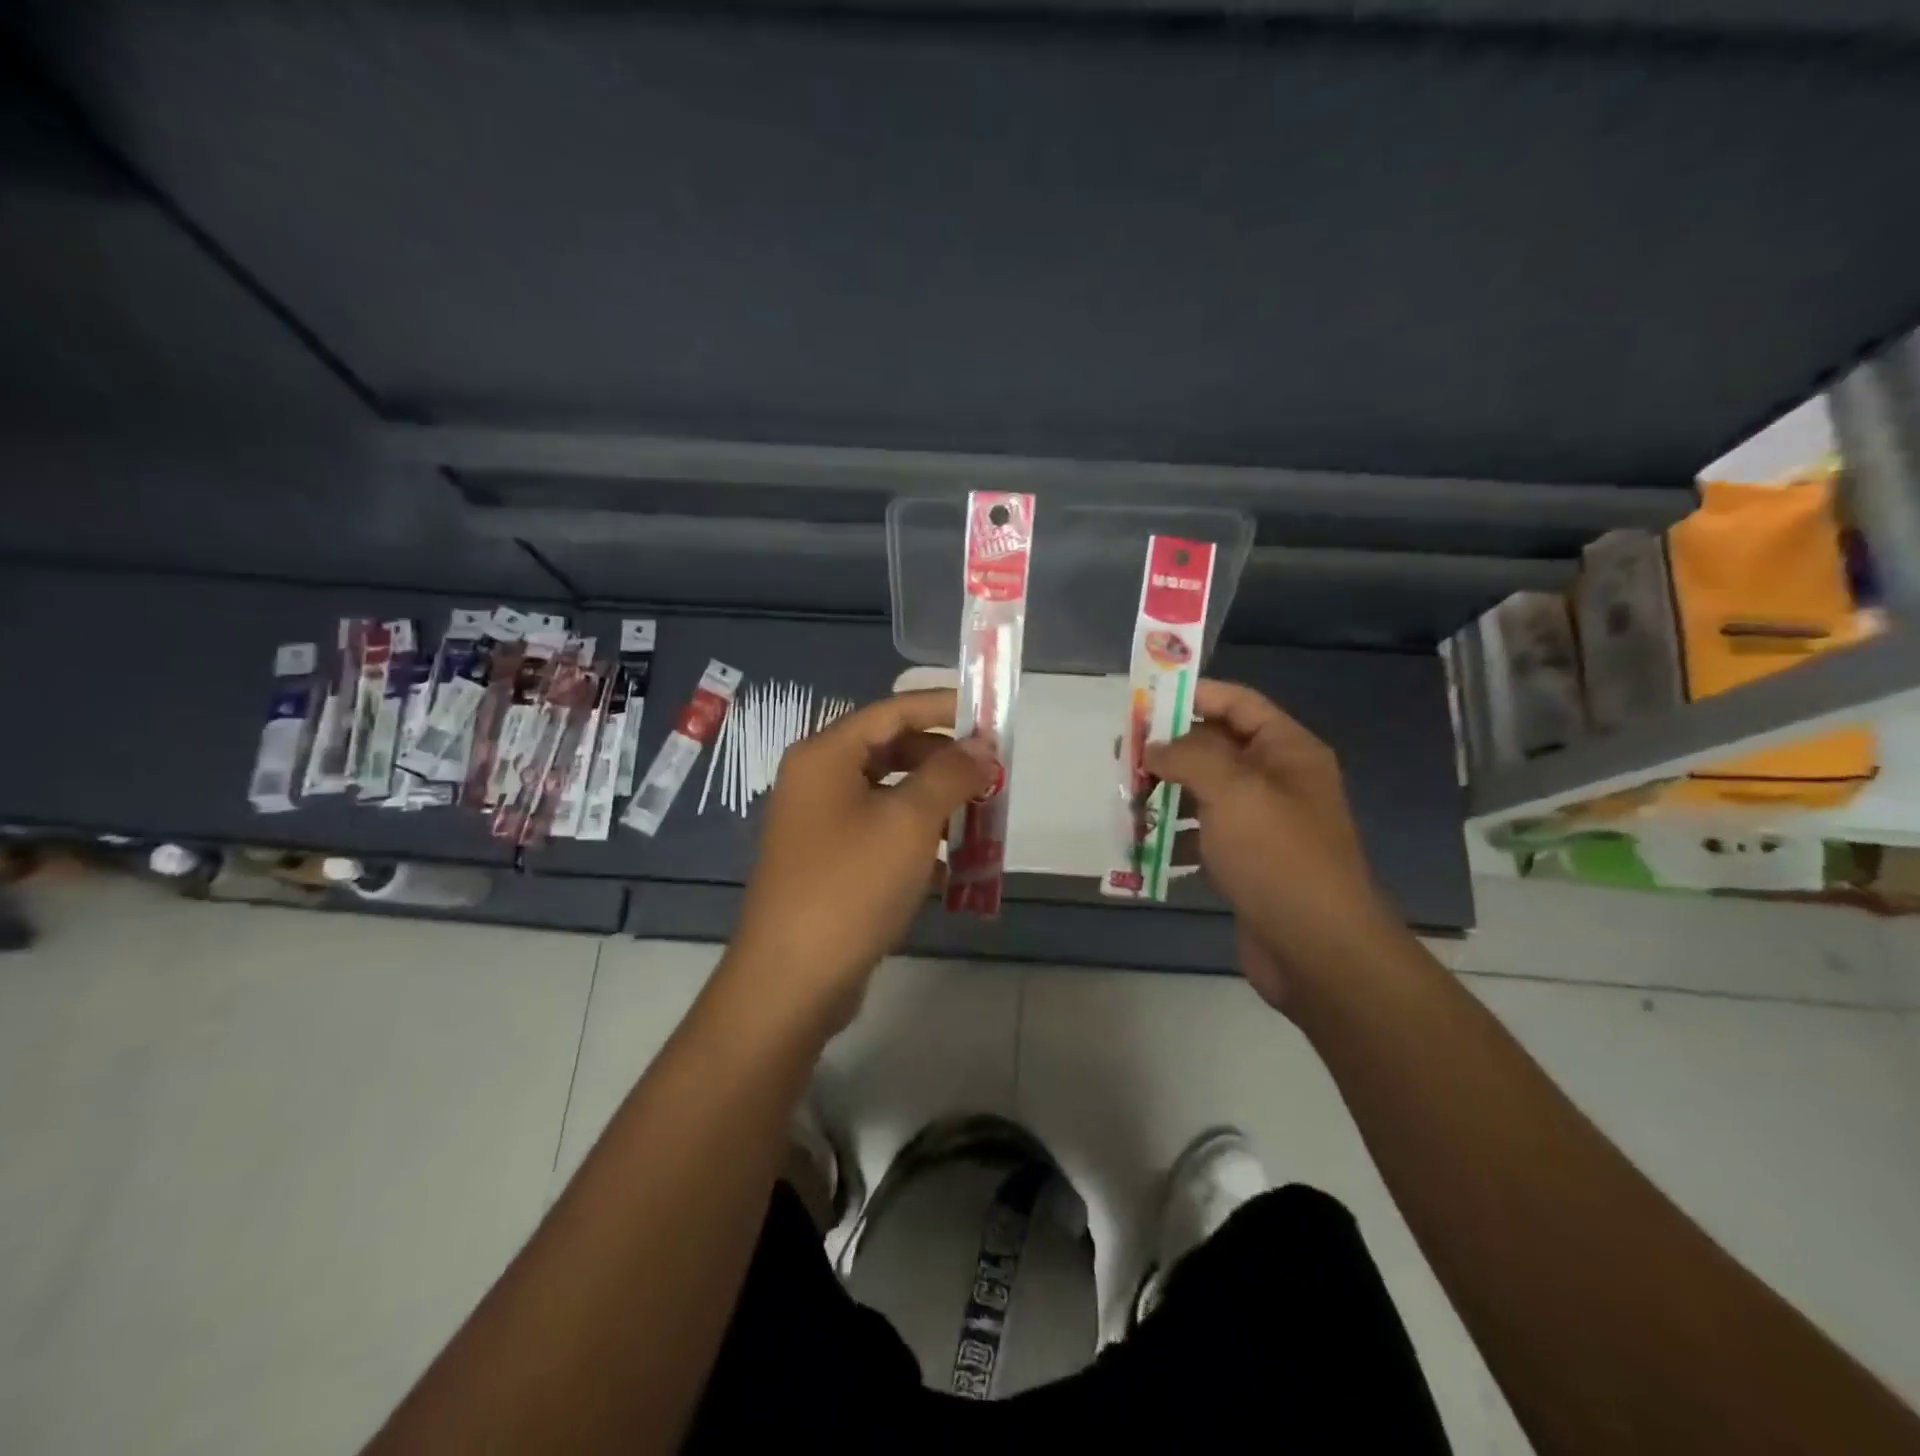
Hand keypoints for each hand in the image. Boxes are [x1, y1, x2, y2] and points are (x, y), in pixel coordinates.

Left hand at [723, 688, 993, 1031]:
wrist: (791, 981)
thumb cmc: (850, 887)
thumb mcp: (909, 822)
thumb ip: (950, 775)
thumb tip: (980, 747)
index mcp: (825, 756)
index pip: (893, 711)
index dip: (945, 708)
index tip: (992, 716)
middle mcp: (816, 781)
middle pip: (891, 751)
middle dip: (944, 761)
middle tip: (992, 774)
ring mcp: (819, 825)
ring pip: (889, 796)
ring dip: (935, 804)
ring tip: (980, 820)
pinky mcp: (829, 864)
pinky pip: (880, 834)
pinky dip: (916, 841)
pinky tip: (951, 869)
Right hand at [1145, 680, 1401, 1011]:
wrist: (1318, 949)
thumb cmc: (1278, 857)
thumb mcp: (1233, 791)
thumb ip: (1189, 756)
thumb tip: (1154, 747)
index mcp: (1285, 751)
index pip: (1236, 703)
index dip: (1191, 694)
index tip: (1142, 700)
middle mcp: (1277, 780)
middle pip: (1214, 747)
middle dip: (1168, 750)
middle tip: (1122, 756)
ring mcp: (1262, 823)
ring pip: (1204, 792)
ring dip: (1165, 795)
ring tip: (1126, 802)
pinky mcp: (1247, 862)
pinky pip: (1204, 835)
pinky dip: (1175, 837)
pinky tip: (1145, 846)